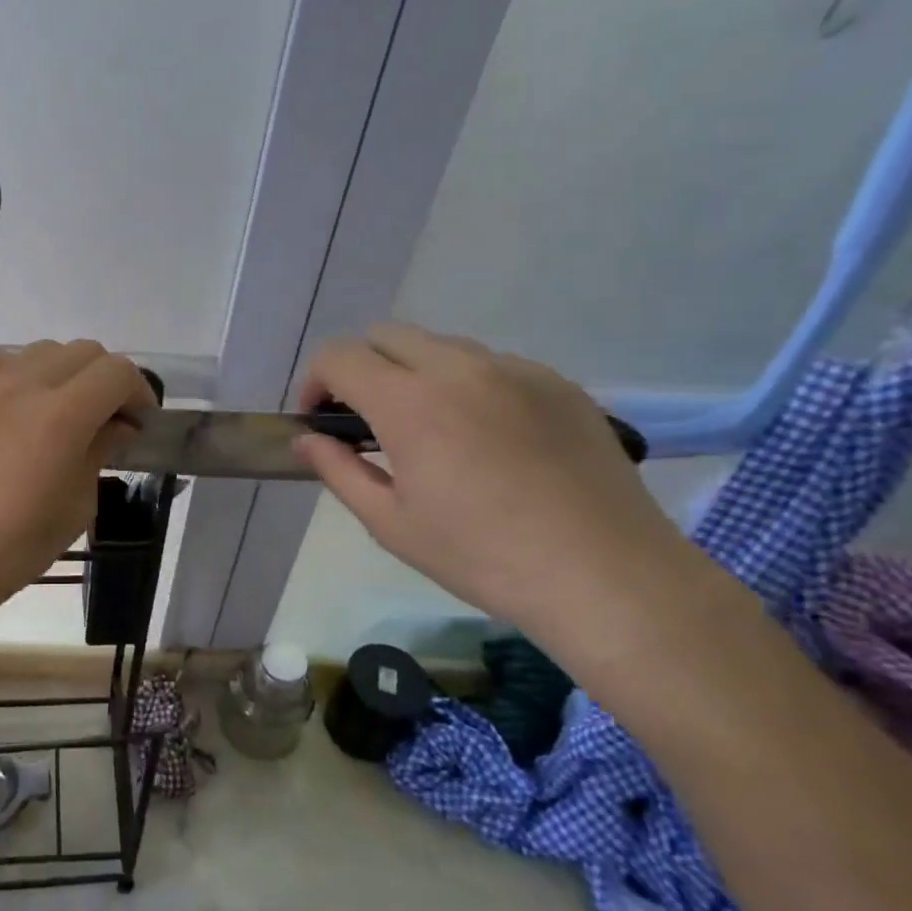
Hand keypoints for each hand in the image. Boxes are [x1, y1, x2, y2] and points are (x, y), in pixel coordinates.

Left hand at [0, 340, 155, 613]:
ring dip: (65, 373)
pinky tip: (17, 408)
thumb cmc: (16, 543)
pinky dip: (22, 374)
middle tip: (106, 418)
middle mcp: (25, 384)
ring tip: (60, 411)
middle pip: (84, 351)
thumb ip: (100, 451)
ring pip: (42, 350)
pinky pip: (0, 361)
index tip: (138, 422)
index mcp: (63, 415)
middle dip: (106, 379)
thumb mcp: (77, 504)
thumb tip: (117, 426)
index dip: (139, 392)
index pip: (117, 372)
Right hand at [295, 324, 706, 641]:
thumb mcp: (392, 524)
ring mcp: (515, 369)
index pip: (339, 355)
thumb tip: (306, 440)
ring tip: (431, 430)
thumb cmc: (482, 557)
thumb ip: (338, 470)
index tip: (320, 419)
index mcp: (410, 403)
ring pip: (441, 346)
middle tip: (366, 420)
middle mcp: (460, 368)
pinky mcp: (557, 382)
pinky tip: (487, 437)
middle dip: (361, 368)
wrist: (606, 575)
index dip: (316, 381)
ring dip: (414, 373)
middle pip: (386, 335)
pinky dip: (467, 384)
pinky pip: (492, 364)